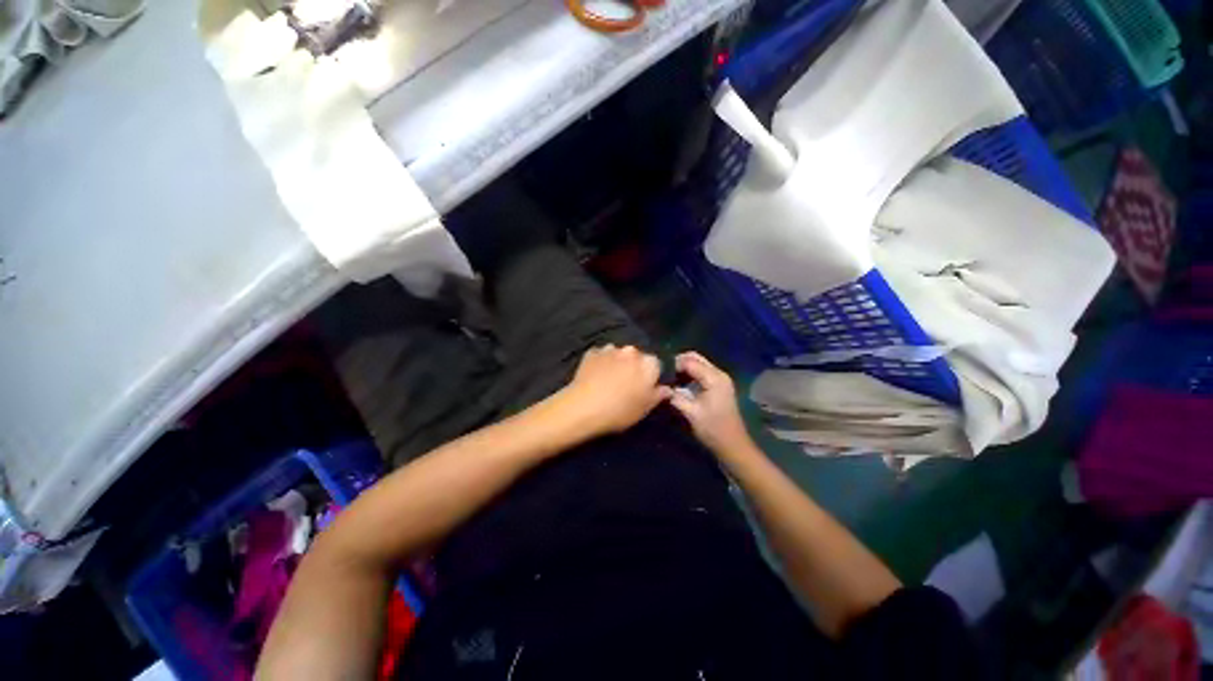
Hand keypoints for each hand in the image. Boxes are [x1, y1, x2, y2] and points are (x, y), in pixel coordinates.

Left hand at [558, 345, 671, 437]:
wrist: (583, 407)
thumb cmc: (620, 410)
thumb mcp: (644, 409)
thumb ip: (658, 395)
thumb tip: (667, 389)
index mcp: (648, 363)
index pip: (656, 365)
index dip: (651, 376)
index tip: (645, 388)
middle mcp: (631, 351)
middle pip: (637, 357)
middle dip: (634, 367)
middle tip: (627, 384)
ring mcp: (610, 349)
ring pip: (618, 354)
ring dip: (617, 363)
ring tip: (609, 379)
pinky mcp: (592, 352)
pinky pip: (601, 355)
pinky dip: (601, 362)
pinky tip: (595, 375)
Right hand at [668, 352, 754, 457]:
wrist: (732, 444)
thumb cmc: (712, 429)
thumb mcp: (691, 413)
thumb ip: (675, 396)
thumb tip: (661, 386)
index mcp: (714, 378)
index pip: (690, 361)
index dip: (674, 365)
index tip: (660, 372)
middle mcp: (719, 374)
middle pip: (695, 358)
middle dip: (679, 362)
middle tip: (664, 373)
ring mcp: (720, 378)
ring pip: (698, 363)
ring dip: (684, 367)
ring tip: (669, 378)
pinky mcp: (719, 385)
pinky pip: (702, 371)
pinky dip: (690, 373)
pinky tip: (680, 383)